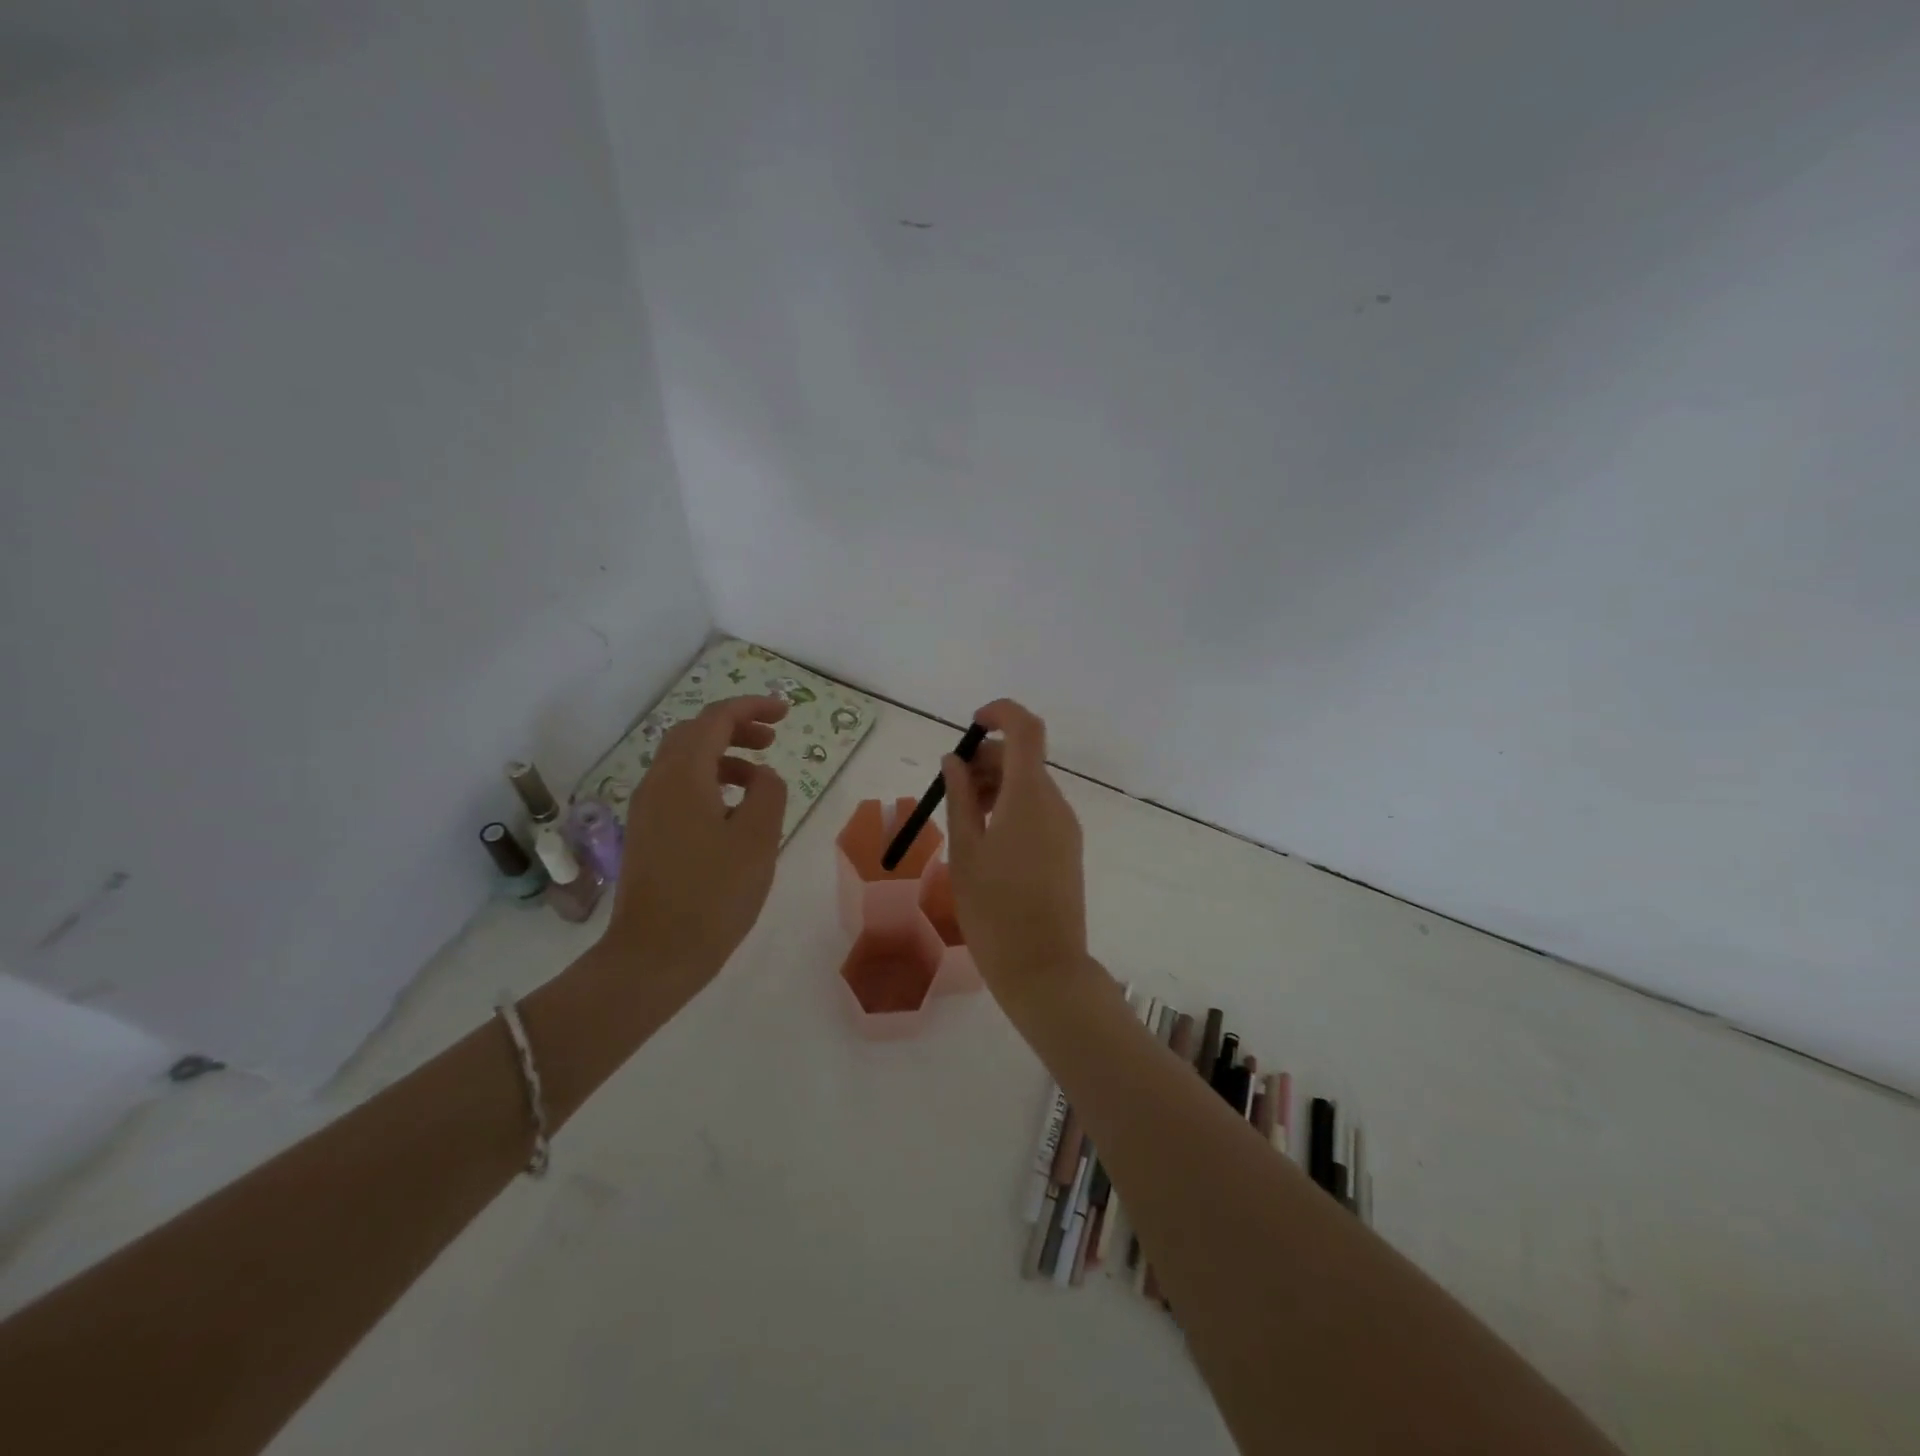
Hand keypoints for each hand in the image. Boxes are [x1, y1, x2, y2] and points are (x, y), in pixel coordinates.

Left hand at [604, 695, 789, 985]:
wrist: (654, 955)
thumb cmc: (713, 894)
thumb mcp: (758, 839)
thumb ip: (768, 794)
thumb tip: (762, 777)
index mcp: (683, 776)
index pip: (716, 719)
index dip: (752, 708)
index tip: (785, 712)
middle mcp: (657, 783)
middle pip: (694, 734)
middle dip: (735, 727)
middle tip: (772, 739)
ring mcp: (646, 810)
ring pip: (684, 762)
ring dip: (723, 756)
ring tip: (759, 779)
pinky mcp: (646, 834)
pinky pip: (678, 789)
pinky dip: (708, 782)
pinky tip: (732, 813)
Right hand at [941, 699, 1089, 1011]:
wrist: (1043, 967)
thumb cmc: (993, 909)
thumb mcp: (965, 851)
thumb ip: (959, 798)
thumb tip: (954, 760)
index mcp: (1028, 796)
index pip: (1026, 729)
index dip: (1000, 714)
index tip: (971, 726)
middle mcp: (1054, 803)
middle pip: (1023, 759)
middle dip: (986, 761)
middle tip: (951, 789)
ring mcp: (1065, 827)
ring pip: (1030, 786)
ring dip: (996, 786)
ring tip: (963, 820)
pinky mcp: (1068, 849)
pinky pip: (1038, 811)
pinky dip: (1011, 808)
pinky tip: (986, 841)